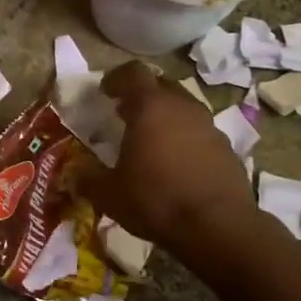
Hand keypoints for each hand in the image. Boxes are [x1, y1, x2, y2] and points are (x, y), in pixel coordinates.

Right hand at [74, 62, 259, 256]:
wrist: (218, 227)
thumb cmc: (156, 200)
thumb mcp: (108, 194)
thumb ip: (87, 178)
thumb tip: (72, 174)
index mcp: (150, 107)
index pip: (133, 73)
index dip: (116, 78)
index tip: (105, 91)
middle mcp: (182, 107)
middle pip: (161, 87)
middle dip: (142, 96)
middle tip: (125, 115)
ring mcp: (209, 127)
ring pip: (183, 109)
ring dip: (166, 118)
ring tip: (150, 141)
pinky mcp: (227, 149)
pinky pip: (200, 133)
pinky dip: (185, 140)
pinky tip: (176, 165)